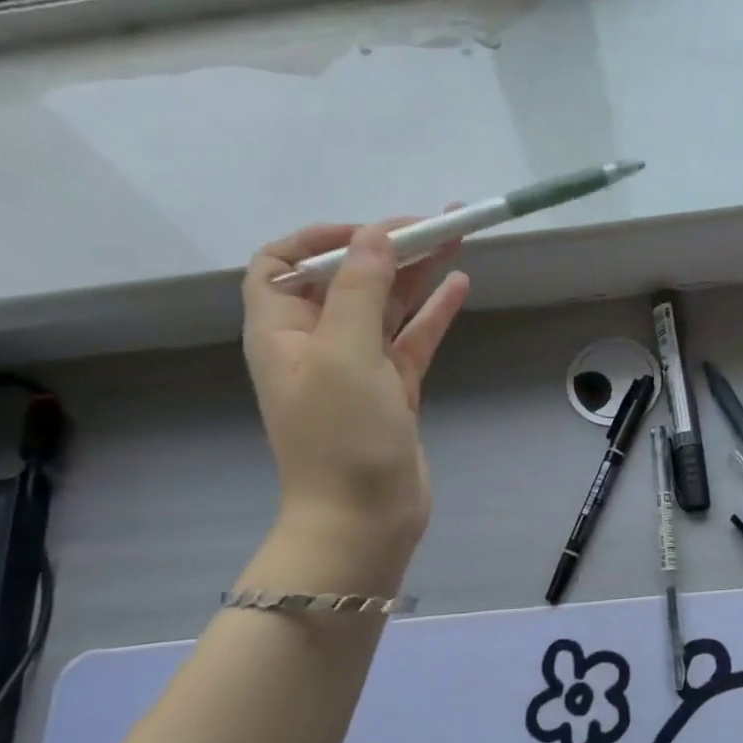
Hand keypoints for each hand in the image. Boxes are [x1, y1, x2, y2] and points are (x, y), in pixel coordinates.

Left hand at [242, 221, 469, 559]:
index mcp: (282, 331)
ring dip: (417, 274)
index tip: (369, 234)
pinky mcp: (391, 390)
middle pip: (347, 279)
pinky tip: (459, 285)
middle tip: (437, 223)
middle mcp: (315, 343)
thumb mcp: (344, 353)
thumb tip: (374, 235)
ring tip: (457, 239)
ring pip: (386, 307)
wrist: (363, 520)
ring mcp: (356, 368)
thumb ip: (359, 288)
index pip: (282, 264)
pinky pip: (411, 340)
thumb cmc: (341, 435)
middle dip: (387, 248)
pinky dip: (433, 313)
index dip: (320, 239)